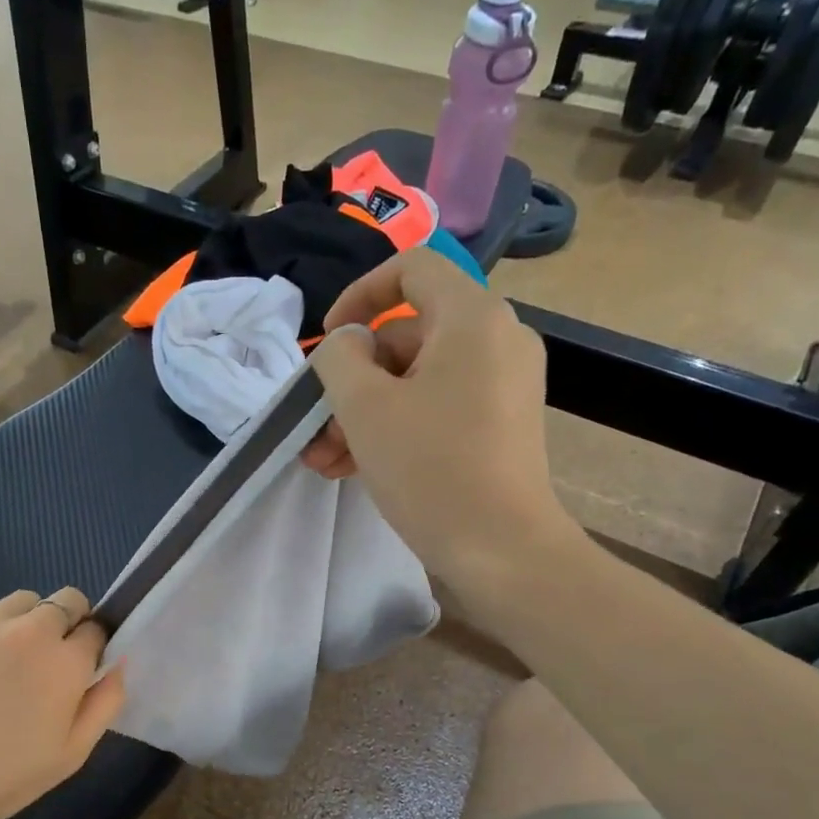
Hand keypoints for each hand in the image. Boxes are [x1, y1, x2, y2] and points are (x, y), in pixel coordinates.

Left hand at [0, 588, 125, 818]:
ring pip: (22, 601)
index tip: (80, 672)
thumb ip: (105, 703)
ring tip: (7, 664)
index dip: (93, 648)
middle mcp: (28, 630)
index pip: (97, 628)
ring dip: (28, 622)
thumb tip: (119, 664)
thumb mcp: (70, 755)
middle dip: (68, 624)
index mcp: (65, 661)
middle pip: (66, 600)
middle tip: (48, 665)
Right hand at [306, 248, 574, 598]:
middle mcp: (496, 339)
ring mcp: (503, 384)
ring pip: (417, 380)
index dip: (359, 295)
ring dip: (363, 414)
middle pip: (407, 336)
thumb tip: (349, 343)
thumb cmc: (430, 468)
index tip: (327, 339)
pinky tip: (352, 469)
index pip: (412, 269)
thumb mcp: (365, 407)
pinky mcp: (500, 423)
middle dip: (351, 381)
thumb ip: (340, 358)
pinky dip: (396, 427)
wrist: (502, 549)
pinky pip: (438, 406)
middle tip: (315, 428)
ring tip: (323, 462)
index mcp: (472, 318)